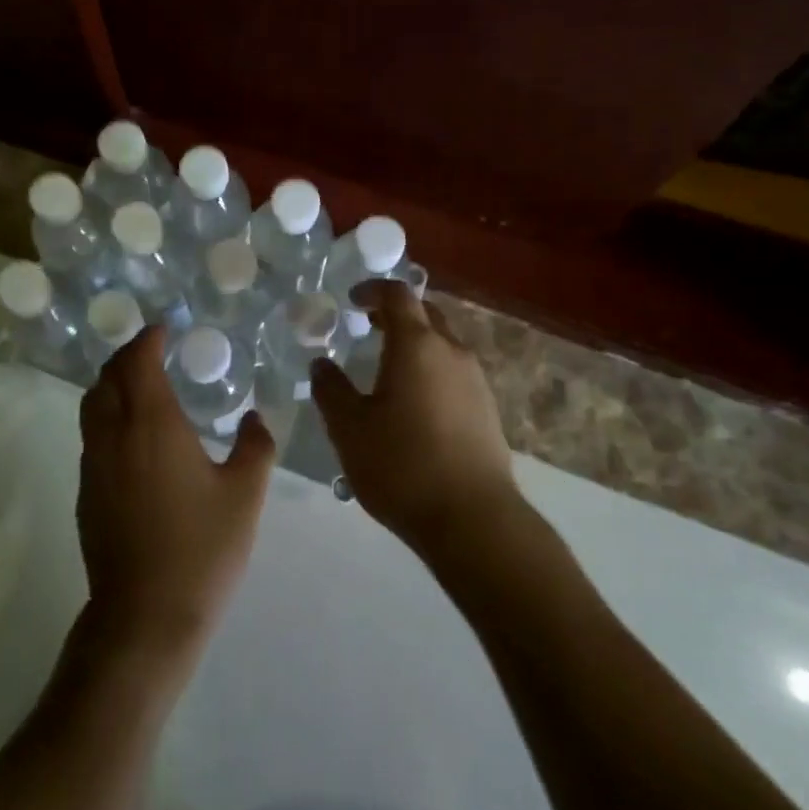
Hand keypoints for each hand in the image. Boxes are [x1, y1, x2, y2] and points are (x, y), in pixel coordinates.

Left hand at [77, 327, 275, 666]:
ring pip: (92, 405)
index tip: (163, 329)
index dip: (147, 339)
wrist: (145, 615)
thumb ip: (255, 446)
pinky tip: (133, 436)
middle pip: (108, 377)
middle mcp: (115, 435)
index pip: (138, 362)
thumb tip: (254, 418)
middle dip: (126, 355)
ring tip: (140, 385)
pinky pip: (91, 435)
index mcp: (153, 425)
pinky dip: (107, 415)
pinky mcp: (87, 492)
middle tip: (152, 350)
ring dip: (112, 383)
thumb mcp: (244, 495)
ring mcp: (95, 464)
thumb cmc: (202, 549)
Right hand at [311, 281, 518, 557]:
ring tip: (387, 368)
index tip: (352, 299)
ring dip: (416, 344)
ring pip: (443, 344)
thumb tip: (321, 364)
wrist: (474, 519)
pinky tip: (414, 403)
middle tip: (368, 327)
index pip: (398, 295)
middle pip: (426, 314)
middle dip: (396, 314)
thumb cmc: (403, 465)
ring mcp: (475, 380)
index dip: (373, 290)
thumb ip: (331, 390)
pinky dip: (431, 369)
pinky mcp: (487, 409)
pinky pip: (454, 372)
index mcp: (417, 345)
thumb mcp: (350, 429)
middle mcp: (452, 352)